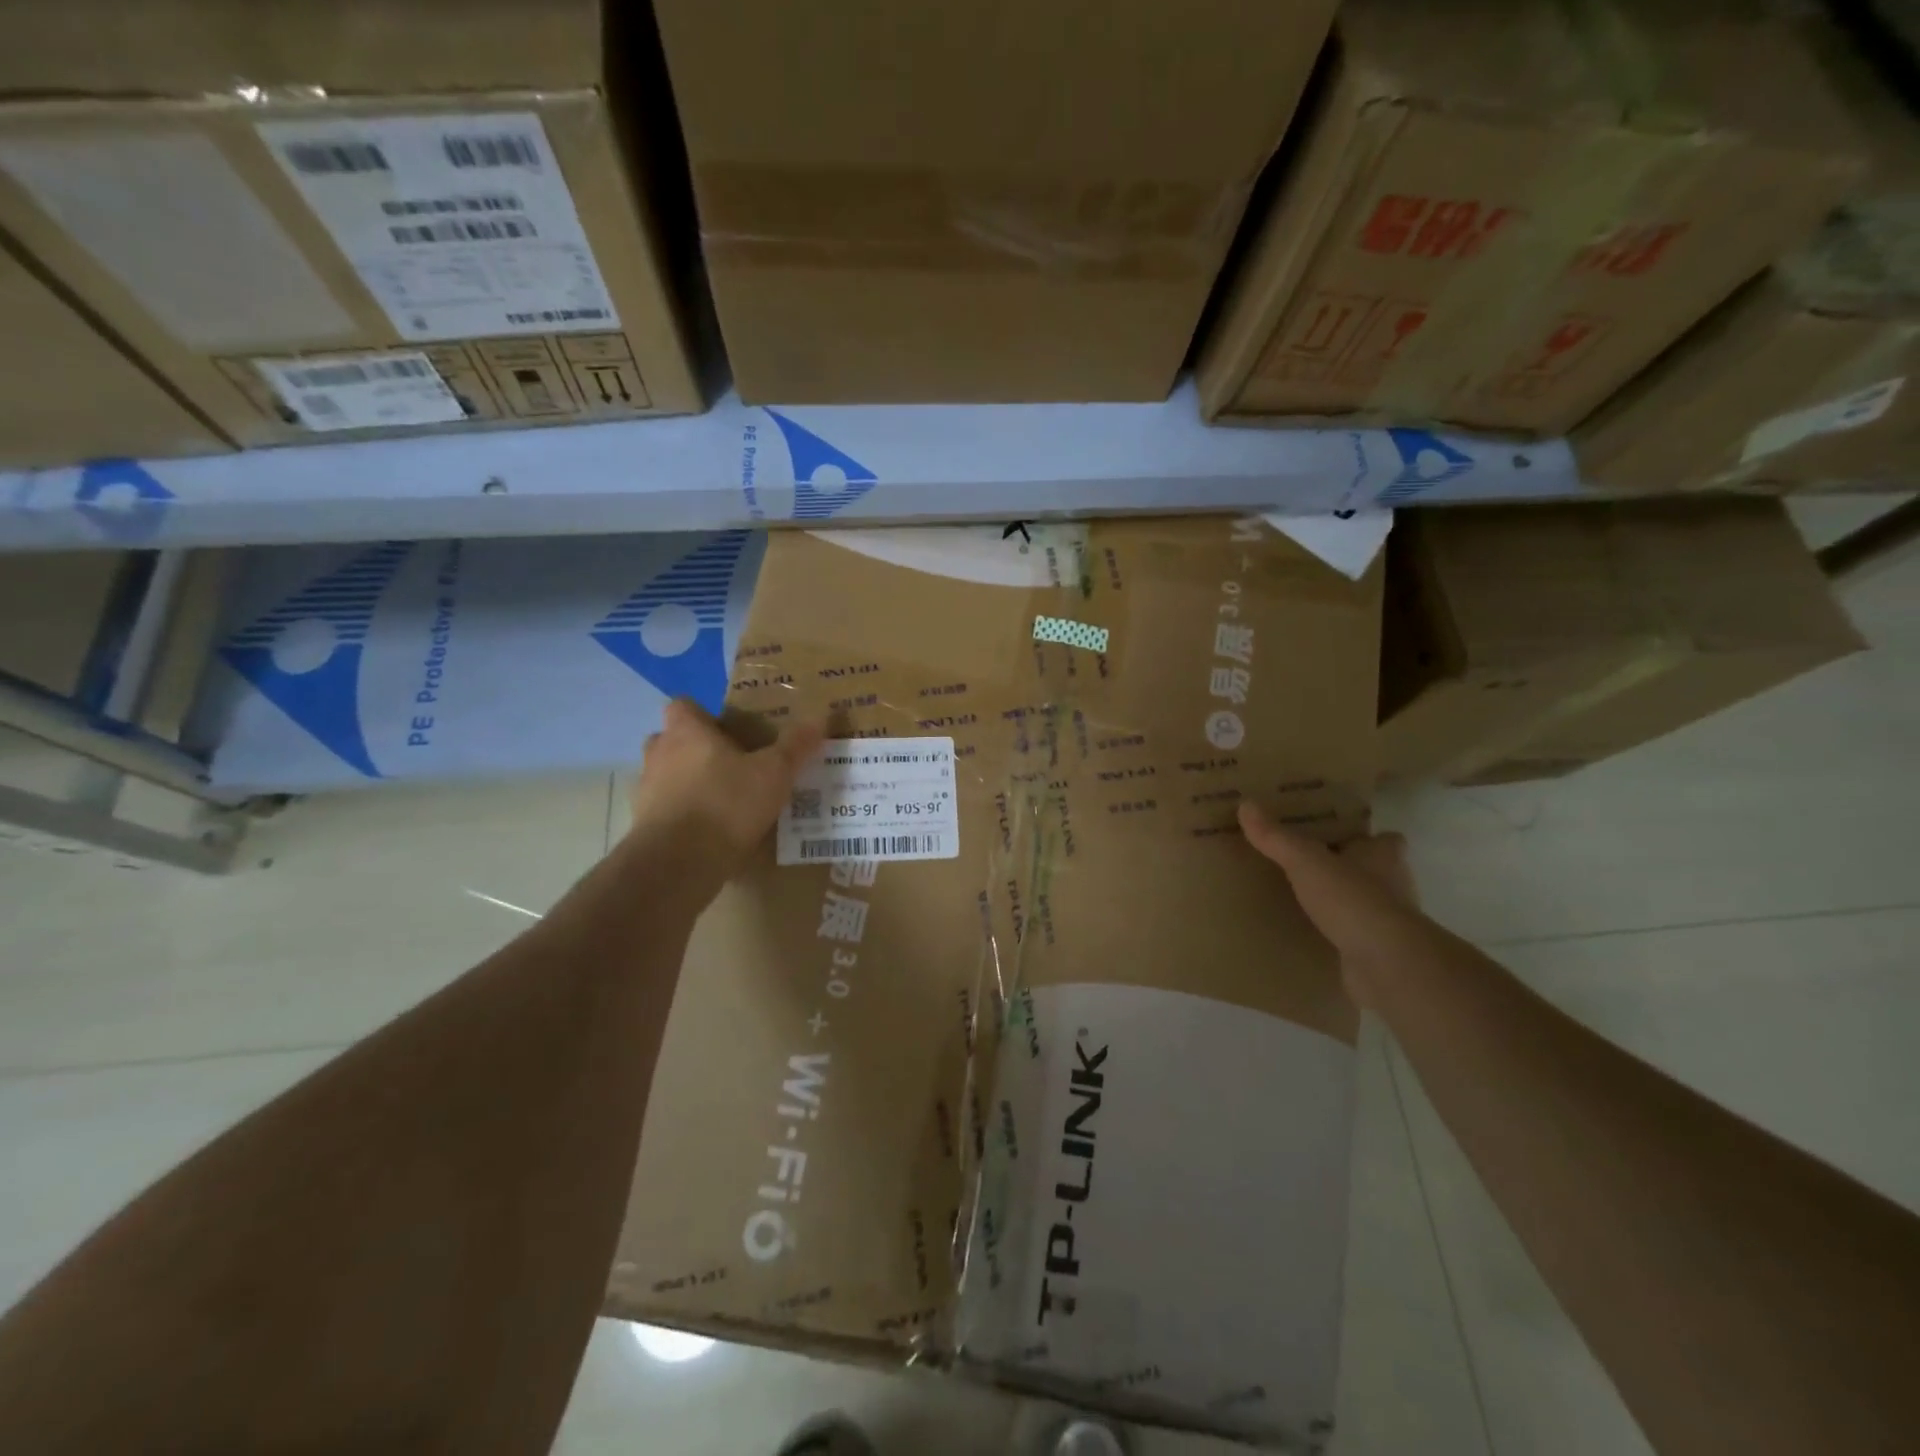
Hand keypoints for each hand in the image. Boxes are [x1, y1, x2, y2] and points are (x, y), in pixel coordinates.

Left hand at [627, 700, 825, 883]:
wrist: (678, 863)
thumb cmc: (726, 803)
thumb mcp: (774, 773)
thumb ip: (794, 746)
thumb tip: (819, 718)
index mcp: (686, 731)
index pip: (683, 705)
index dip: (704, 715)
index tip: (729, 731)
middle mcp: (659, 754)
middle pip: (673, 741)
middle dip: (696, 750)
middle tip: (731, 765)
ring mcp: (646, 791)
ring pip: (668, 777)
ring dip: (689, 785)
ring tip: (725, 802)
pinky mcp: (644, 827)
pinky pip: (666, 812)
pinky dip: (685, 818)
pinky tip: (712, 834)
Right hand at [1238, 803, 1417, 1011]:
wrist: (1386, 964)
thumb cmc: (1353, 900)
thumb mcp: (1306, 861)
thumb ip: (1277, 837)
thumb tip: (1246, 804)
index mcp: (1384, 856)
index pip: (1385, 839)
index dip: (1365, 836)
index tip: (1337, 835)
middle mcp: (1394, 886)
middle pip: (1374, 871)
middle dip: (1347, 868)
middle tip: (1308, 864)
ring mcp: (1388, 922)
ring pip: (1363, 904)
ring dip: (1342, 902)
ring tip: (1302, 898)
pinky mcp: (1379, 952)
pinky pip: (1354, 936)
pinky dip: (1337, 934)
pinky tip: (1310, 933)